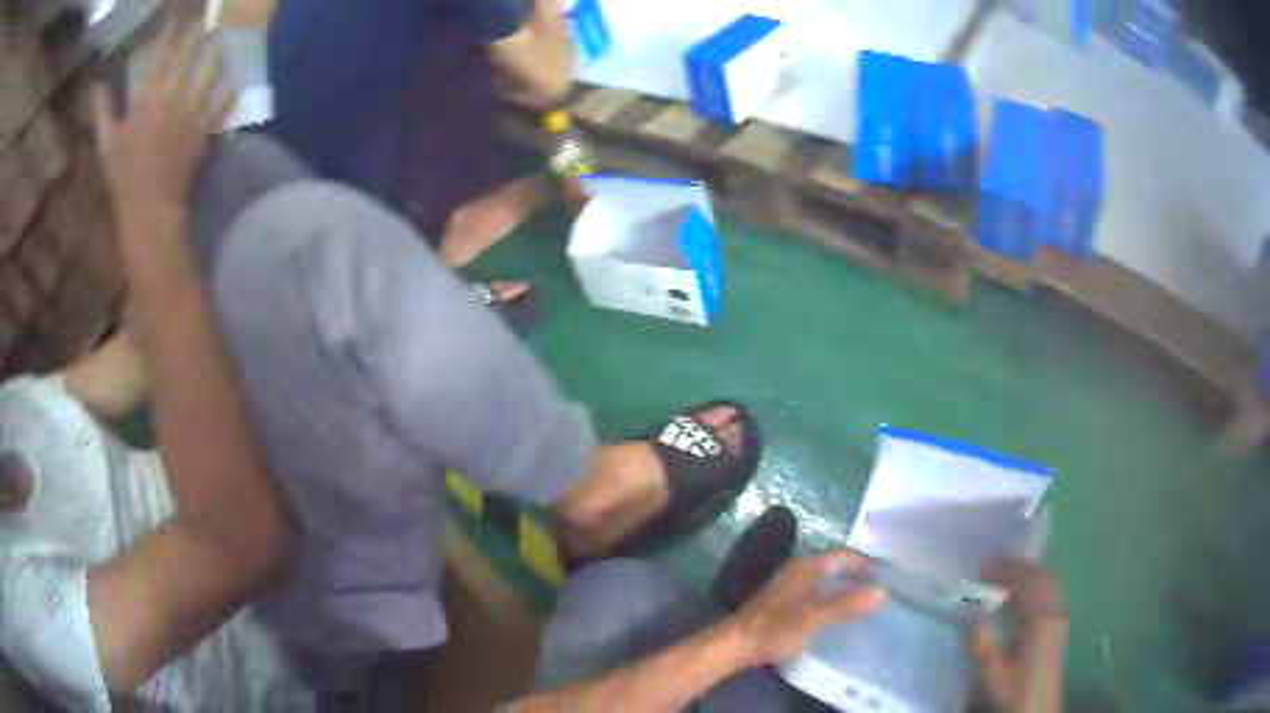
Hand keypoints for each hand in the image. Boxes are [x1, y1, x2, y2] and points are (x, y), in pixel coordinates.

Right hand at [92, 25, 230, 223]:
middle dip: (196, 34)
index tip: (175, 22)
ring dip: (216, 51)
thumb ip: (101, 111)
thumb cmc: (123, 177)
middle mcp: (171, 97)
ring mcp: (190, 111)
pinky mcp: (204, 127)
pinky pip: (222, 102)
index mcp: (146, 99)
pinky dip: (229, 88)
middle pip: (187, 56)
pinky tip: (235, 76)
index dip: (168, 36)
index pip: (160, 56)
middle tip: (204, 19)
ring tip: (222, 36)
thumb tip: (94, 85)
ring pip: (209, 71)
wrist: (149, 208)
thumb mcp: (106, 144)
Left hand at [726, 550, 886, 665]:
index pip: (845, 554)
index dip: (868, 562)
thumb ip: (846, 605)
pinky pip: (819, 590)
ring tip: (868, 600)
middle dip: (860, 573)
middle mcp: (799, 569)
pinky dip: (835, 595)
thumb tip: (883, 592)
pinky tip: (841, 612)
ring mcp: (791, 584)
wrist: (735, 645)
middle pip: (837, 564)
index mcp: (807, 567)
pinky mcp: (785, 600)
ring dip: (847, 585)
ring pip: (827, 577)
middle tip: (883, 588)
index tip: (889, 574)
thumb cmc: (774, 630)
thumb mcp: (813, 618)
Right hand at [973, 559, 1067, 712]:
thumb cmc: (1014, 693)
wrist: (1038, 710)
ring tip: (1004, 575)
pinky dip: (1035, 584)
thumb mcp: (992, 675)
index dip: (1006, 570)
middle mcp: (1055, 610)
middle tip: (992, 566)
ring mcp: (1060, 616)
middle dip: (1017, 566)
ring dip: (1027, 573)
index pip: (1026, 581)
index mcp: (1041, 619)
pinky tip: (1021, 594)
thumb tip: (974, 615)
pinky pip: (1050, 591)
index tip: (983, 567)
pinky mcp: (1059, 625)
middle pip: (1041, 575)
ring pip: (1048, 581)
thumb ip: (983, 645)